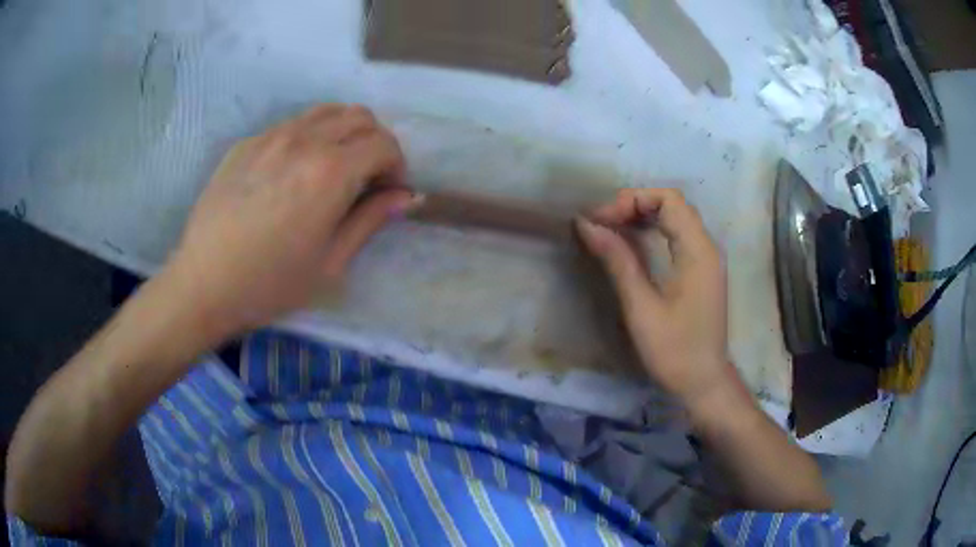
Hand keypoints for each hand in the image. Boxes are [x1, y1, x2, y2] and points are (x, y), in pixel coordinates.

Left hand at [162, 104, 419, 338]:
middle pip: (360, 117)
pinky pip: (291, 125)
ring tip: (334, 167)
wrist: (203, 284)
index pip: (384, 144)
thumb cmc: (270, 284)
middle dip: (375, 143)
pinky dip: (309, 138)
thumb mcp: (331, 263)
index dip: (397, 166)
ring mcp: (271, 136)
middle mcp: (304, 141)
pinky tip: (292, 172)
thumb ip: (371, 220)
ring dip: (344, 133)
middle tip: (366, 178)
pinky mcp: (247, 143)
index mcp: (330, 172)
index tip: (388, 192)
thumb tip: (407, 196)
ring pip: (326, 112)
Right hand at [576, 189, 734, 410]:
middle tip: (602, 224)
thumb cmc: (674, 351)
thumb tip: (586, 224)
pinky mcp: (702, 270)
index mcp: (698, 251)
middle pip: (672, 204)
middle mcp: (707, 247)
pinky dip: (654, 232)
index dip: (632, 200)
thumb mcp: (642, 307)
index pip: (669, 199)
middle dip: (635, 205)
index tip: (602, 220)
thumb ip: (617, 261)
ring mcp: (707, 258)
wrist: (704, 382)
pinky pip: (678, 236)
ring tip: (611, 230)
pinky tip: (633, 244)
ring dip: (643, 217)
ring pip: (676, 218)